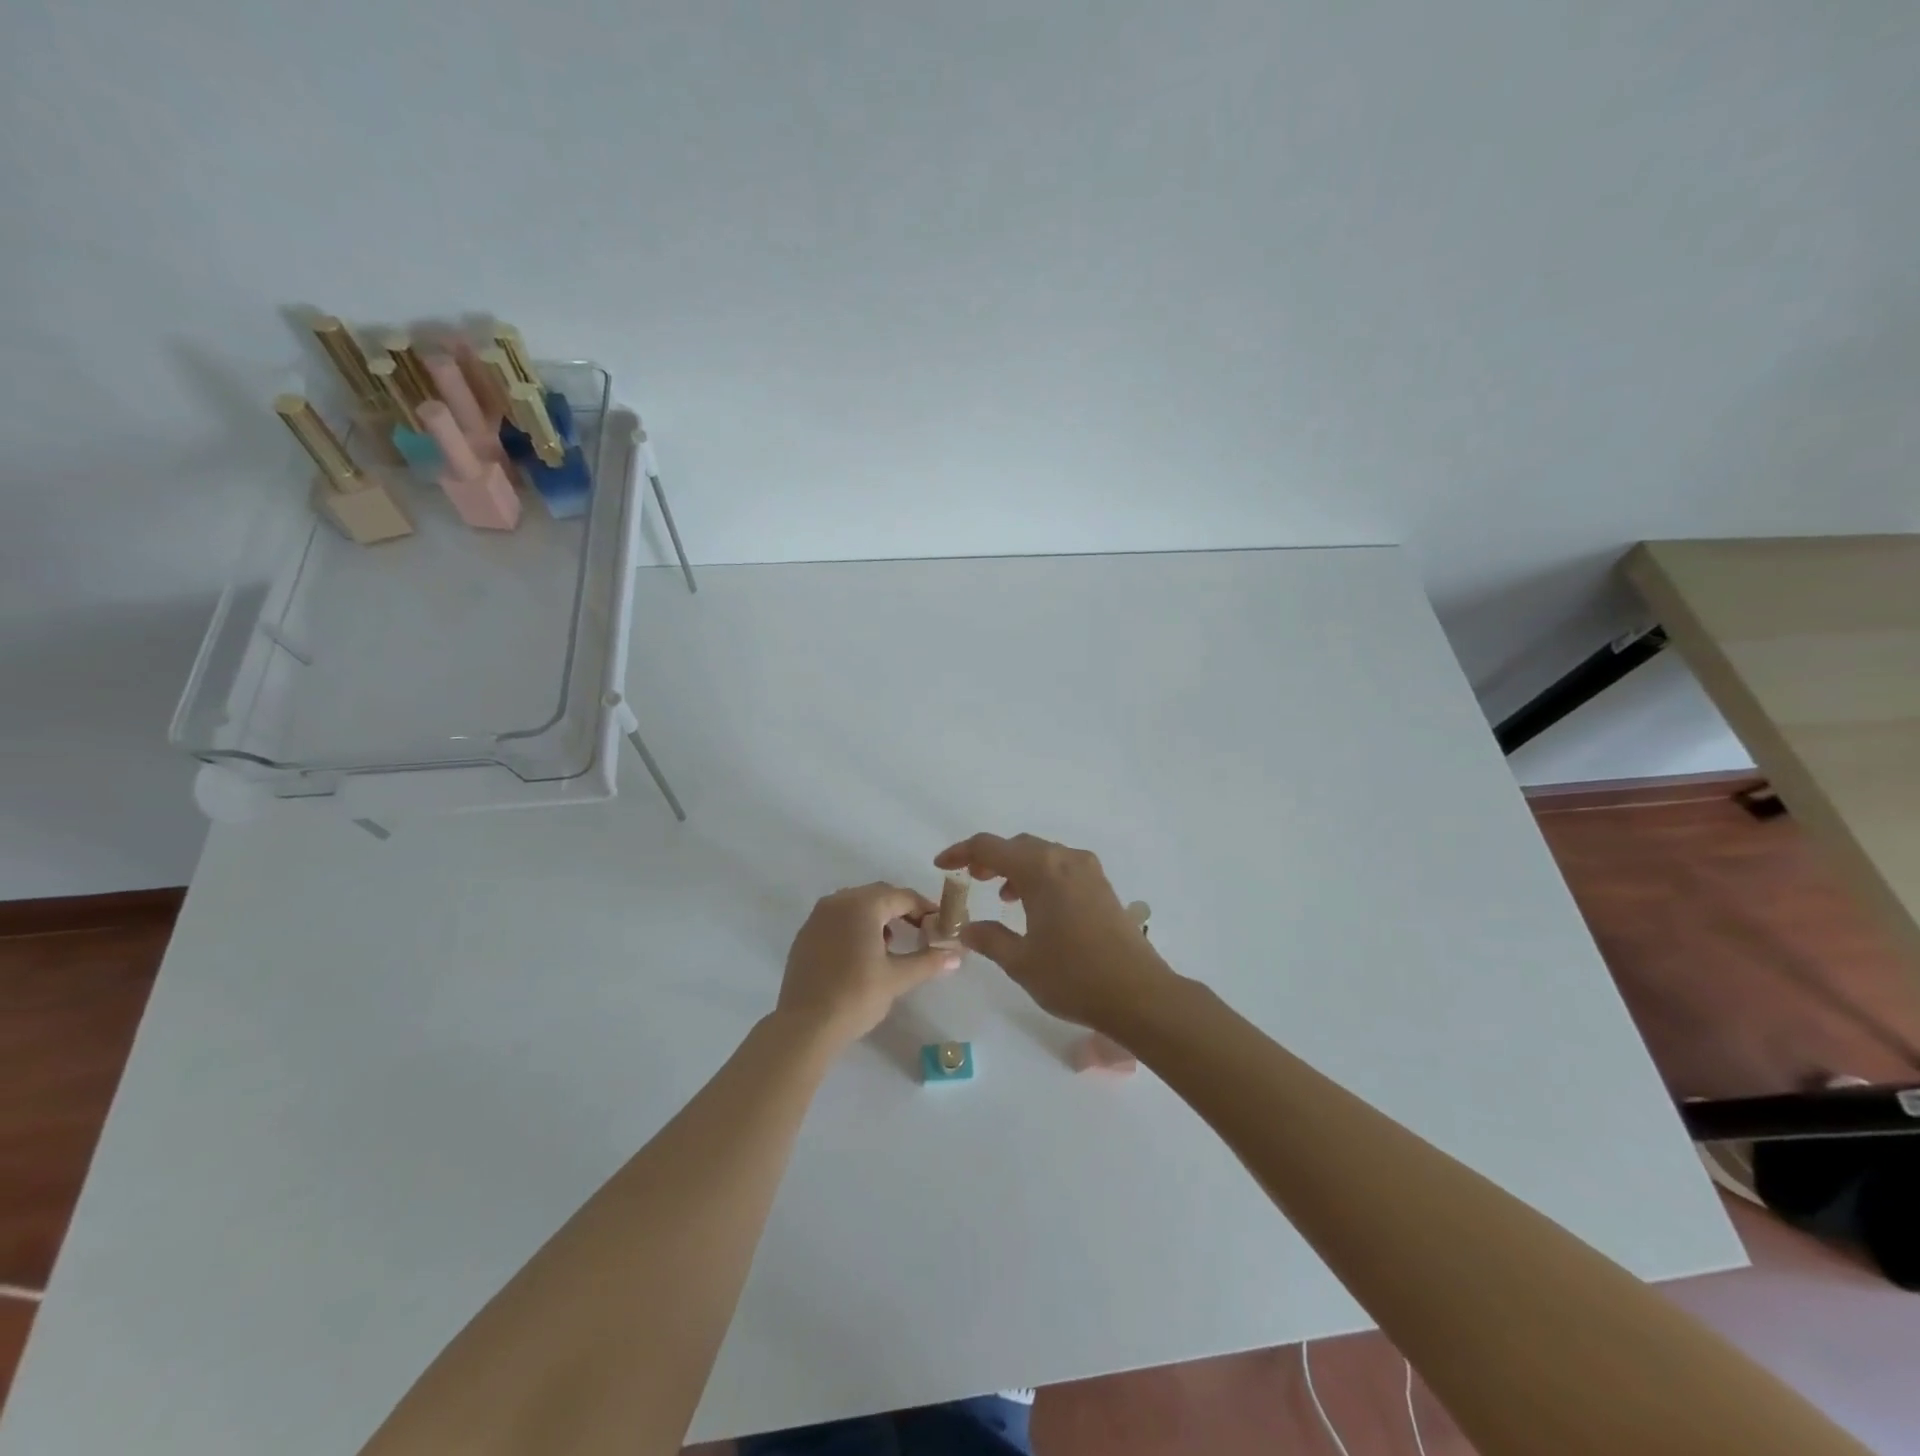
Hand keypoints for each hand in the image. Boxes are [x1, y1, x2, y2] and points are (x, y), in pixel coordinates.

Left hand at [777, 883, 960, 1049]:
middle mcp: (837, 901)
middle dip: (902, 910)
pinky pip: (837, 919)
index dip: (925, 908)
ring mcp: (817, 917)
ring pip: (856, 905)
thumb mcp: (897, 978)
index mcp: (862, 904)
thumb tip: (957, 955)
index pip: (902, 896)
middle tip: (921, 931)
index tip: (940, 924)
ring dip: (878, 917)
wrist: (804, 1026)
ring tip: (892, 945)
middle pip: (878, 895)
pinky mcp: (805, 935)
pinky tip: (862, 955)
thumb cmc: (856, 995)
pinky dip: (855, 927)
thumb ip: (929, 962)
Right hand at [934, 833, 1174, 1033]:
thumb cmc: (1073, 977)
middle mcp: (1065, 859)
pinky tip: (1036, 906)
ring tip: (1002, 895)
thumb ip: (989, 939)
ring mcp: (1088, 871)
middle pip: (1018, 845)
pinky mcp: (1103, 886)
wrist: (1138, 994)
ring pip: (1043, 854)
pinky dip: (1041, 875)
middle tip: (971, 879)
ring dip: (1017, 867)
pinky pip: (1062, 867)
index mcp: (1041, 870)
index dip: (961, 853)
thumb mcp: (1021, 961)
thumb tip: (967, 928)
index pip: (989, 847)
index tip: (942, 866)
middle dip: (990, 858)